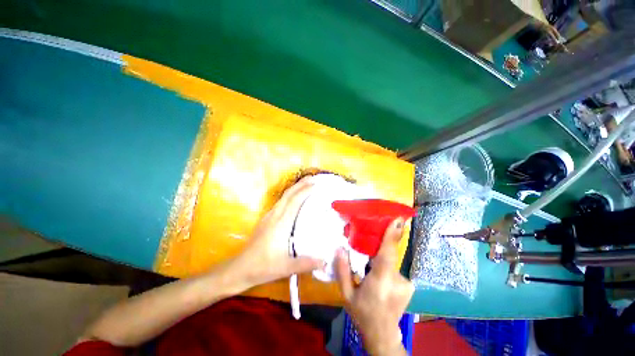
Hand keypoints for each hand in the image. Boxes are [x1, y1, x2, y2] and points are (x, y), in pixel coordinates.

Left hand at [231, 177, 324, 288]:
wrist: (241, 268)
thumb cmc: (263, 267)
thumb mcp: (286, 267)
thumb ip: (306, 263)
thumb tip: (326, 261)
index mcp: (281, 223)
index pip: (294, 201)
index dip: (305, 191)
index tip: (316, 184)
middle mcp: (275, 215)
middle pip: (289, 194)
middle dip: (301, 184)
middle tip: (313, 178)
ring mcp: (269, 216)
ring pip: (284, 197)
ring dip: (295, 188)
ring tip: (306, 184)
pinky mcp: (266, 218)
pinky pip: (281, 201)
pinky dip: (290, 195)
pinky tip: (294, 198)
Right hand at [335, 218, 413, 355]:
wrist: (383, 335)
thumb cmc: (362, 314)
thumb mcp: (346, 294)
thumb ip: (343, 271)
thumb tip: (339, 249)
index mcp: (380, 282)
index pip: (387, 255)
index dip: (392, 236)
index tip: (398, 220)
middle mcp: (397, 281)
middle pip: (388, 255)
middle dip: (380, 247)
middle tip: (369, 248)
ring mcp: (406, 283)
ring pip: (390, 262)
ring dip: (380, 261)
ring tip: (371, 271)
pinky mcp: (409, 285)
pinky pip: (394, 268)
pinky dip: (386, 268)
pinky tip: (379, 278)